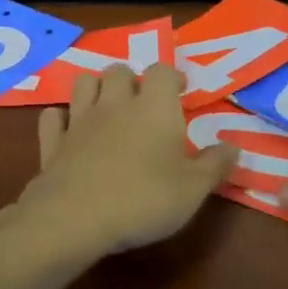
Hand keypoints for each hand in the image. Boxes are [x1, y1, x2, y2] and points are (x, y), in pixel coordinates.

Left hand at [1, 63, 237, 260]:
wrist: (75, 218)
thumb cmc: (143, 199)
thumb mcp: (193, 189)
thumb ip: (215, 165)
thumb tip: (234, 147)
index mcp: (154, 107)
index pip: (162, 71)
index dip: (171, 76)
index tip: (180, 90)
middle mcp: (115, 104)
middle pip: (119, 70)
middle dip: (131, 79)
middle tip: (143, 101)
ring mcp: (79, 121)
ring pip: (83, 83)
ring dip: (96, 88)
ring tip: (107, 107)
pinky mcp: (53, 143)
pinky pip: (52, 117)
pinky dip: (61, 118)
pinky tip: (69, 129)